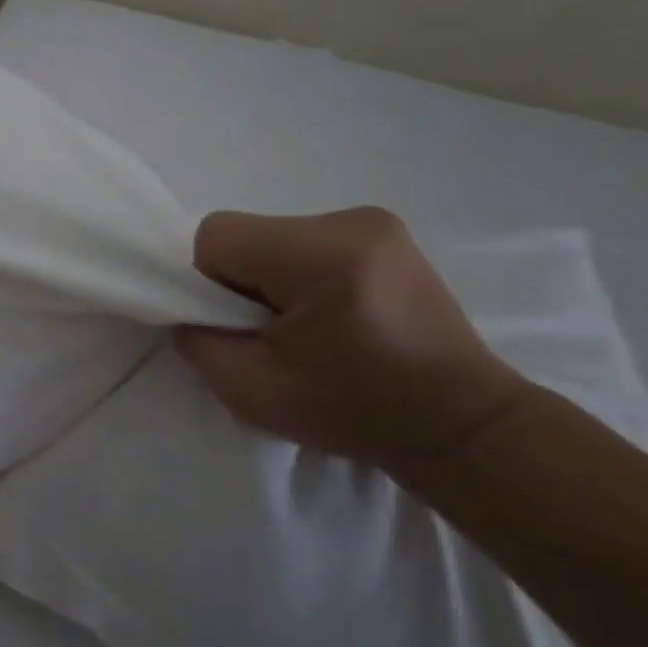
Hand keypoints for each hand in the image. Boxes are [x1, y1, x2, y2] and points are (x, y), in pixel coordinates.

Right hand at [174, 207, 530, 472]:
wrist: (461, 425)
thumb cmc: (354, 413)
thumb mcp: (251, 391)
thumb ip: (198, 340)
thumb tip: (186, 308)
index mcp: (320, 257)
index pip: (215, 236)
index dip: (208, 282)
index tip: (239, 325)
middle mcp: (349, 222)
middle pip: (245, 232)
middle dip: (239, 278)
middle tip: (273, 332)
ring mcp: (375, 221)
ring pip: (273, 234)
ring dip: (270, 274)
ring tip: (309, 325)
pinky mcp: (386, 231)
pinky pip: (307, 239)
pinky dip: (299, 270)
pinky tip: (334, 310)